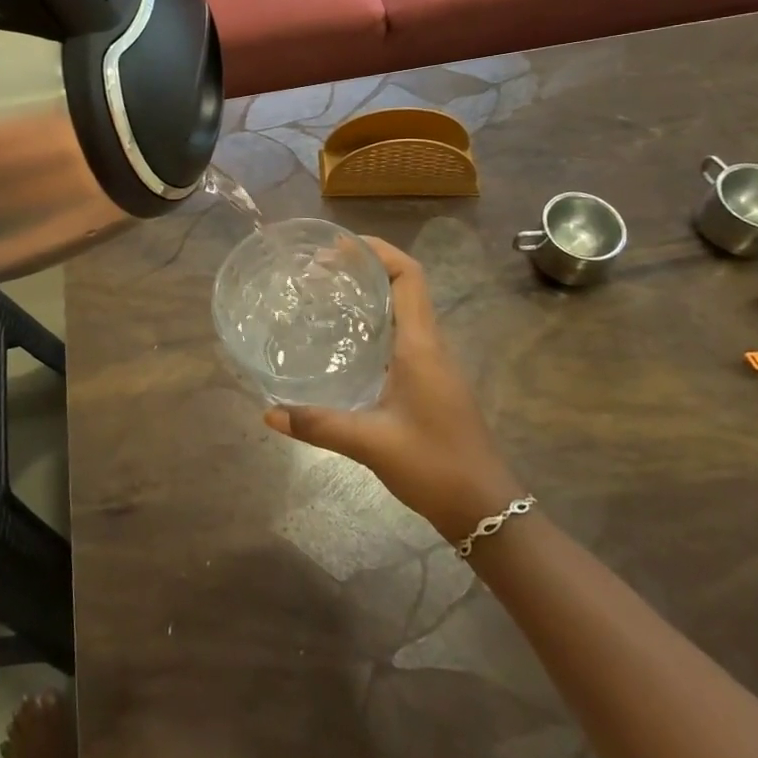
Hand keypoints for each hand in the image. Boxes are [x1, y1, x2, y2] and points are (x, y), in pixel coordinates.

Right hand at [264, 237, 522, 542]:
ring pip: (405, 310)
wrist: (488, 512)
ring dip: (373, 292)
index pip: (409, 276)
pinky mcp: (433, 383)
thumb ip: (318, 425)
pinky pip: (404, 334)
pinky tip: (348, 341)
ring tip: (329, 294)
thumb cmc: (434, 466)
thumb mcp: (371, 443)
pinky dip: (378, 322)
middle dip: (367, 267)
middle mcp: (431, 345)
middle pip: (406, 285)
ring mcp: (435, 364)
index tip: (339, 246)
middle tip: (321, 268)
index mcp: (421, 345)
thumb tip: (269, 412)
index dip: (378, 250)